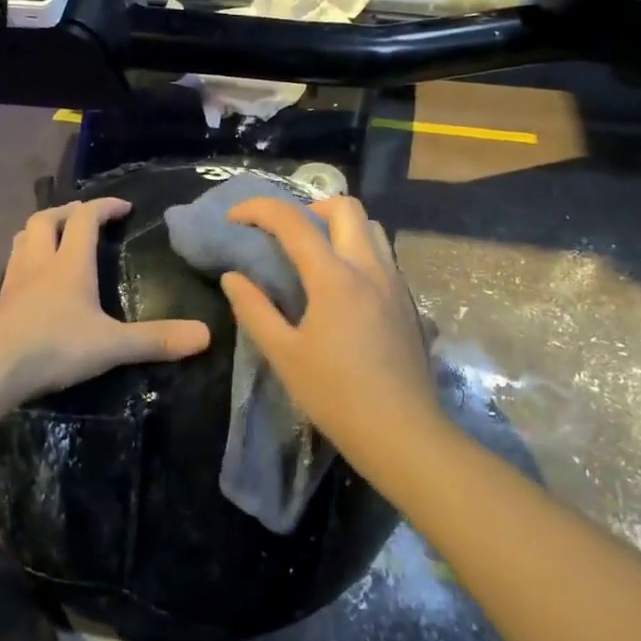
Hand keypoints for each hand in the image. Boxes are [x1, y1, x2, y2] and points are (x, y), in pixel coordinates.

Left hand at [0, 199, 211, 408]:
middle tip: (83, 217)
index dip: (104, 206)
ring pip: (21, 241)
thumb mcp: (111, 345)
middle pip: (46, 220)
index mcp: (69, 264)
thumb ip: (155, 340)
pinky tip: (30, 286)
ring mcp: (12, 283)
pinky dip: (23, 266)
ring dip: (39, 232)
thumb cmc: (53, 347)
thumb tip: (205, 336)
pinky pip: (10, 272)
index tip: (123, 206)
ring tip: (53, 239)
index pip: (85, 218)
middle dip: (66, 212)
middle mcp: (38, 264)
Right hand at [220, 196, 439, 468]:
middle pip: (344, 206)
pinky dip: (356, 251)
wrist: (403, 434)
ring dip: (338, 226)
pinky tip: (341, 288)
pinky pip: (382, 255)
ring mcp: (395, 283)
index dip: (259, 209)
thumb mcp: (283, 355)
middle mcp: (370, 268)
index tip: (235, 218)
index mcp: (335, 277)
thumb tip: (233, 276)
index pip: (293, 221)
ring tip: (313, 256)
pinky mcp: (408, 301)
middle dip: (307, 207)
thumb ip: (254, 309)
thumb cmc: (336, 396)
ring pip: (370, 227)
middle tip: (283, 235)